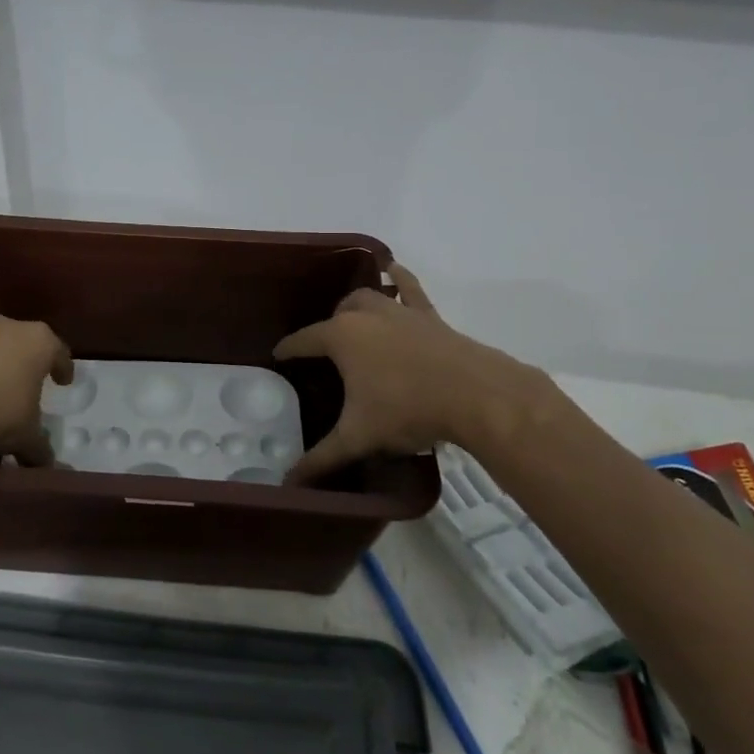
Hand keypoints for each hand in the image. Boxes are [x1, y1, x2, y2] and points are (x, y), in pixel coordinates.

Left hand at [0, 315, 72, 465]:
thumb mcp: (26, 436)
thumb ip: (40, 449)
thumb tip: (46, 465)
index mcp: (40, 341)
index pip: (59, 352)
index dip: (63, 368)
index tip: (63, 381)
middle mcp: (10, 328)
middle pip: (26, 345)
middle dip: (28, 366)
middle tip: (30, 387)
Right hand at [274, 265, 556, 483]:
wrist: (475, 395)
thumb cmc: (408, 411)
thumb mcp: (359, 437)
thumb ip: (321, 459)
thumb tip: (289, 484)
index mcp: (341, 337)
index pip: (302, 340)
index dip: (288, 350)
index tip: (278, 357)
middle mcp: (365, 314)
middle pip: (335, 314)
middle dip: (325, 329)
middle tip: (324, 354)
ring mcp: (399, 310)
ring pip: (368, 297)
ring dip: (355, 306)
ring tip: (351, 320)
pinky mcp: (428, 314)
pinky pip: (408, 287)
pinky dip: (398, 278)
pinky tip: (393, 269)